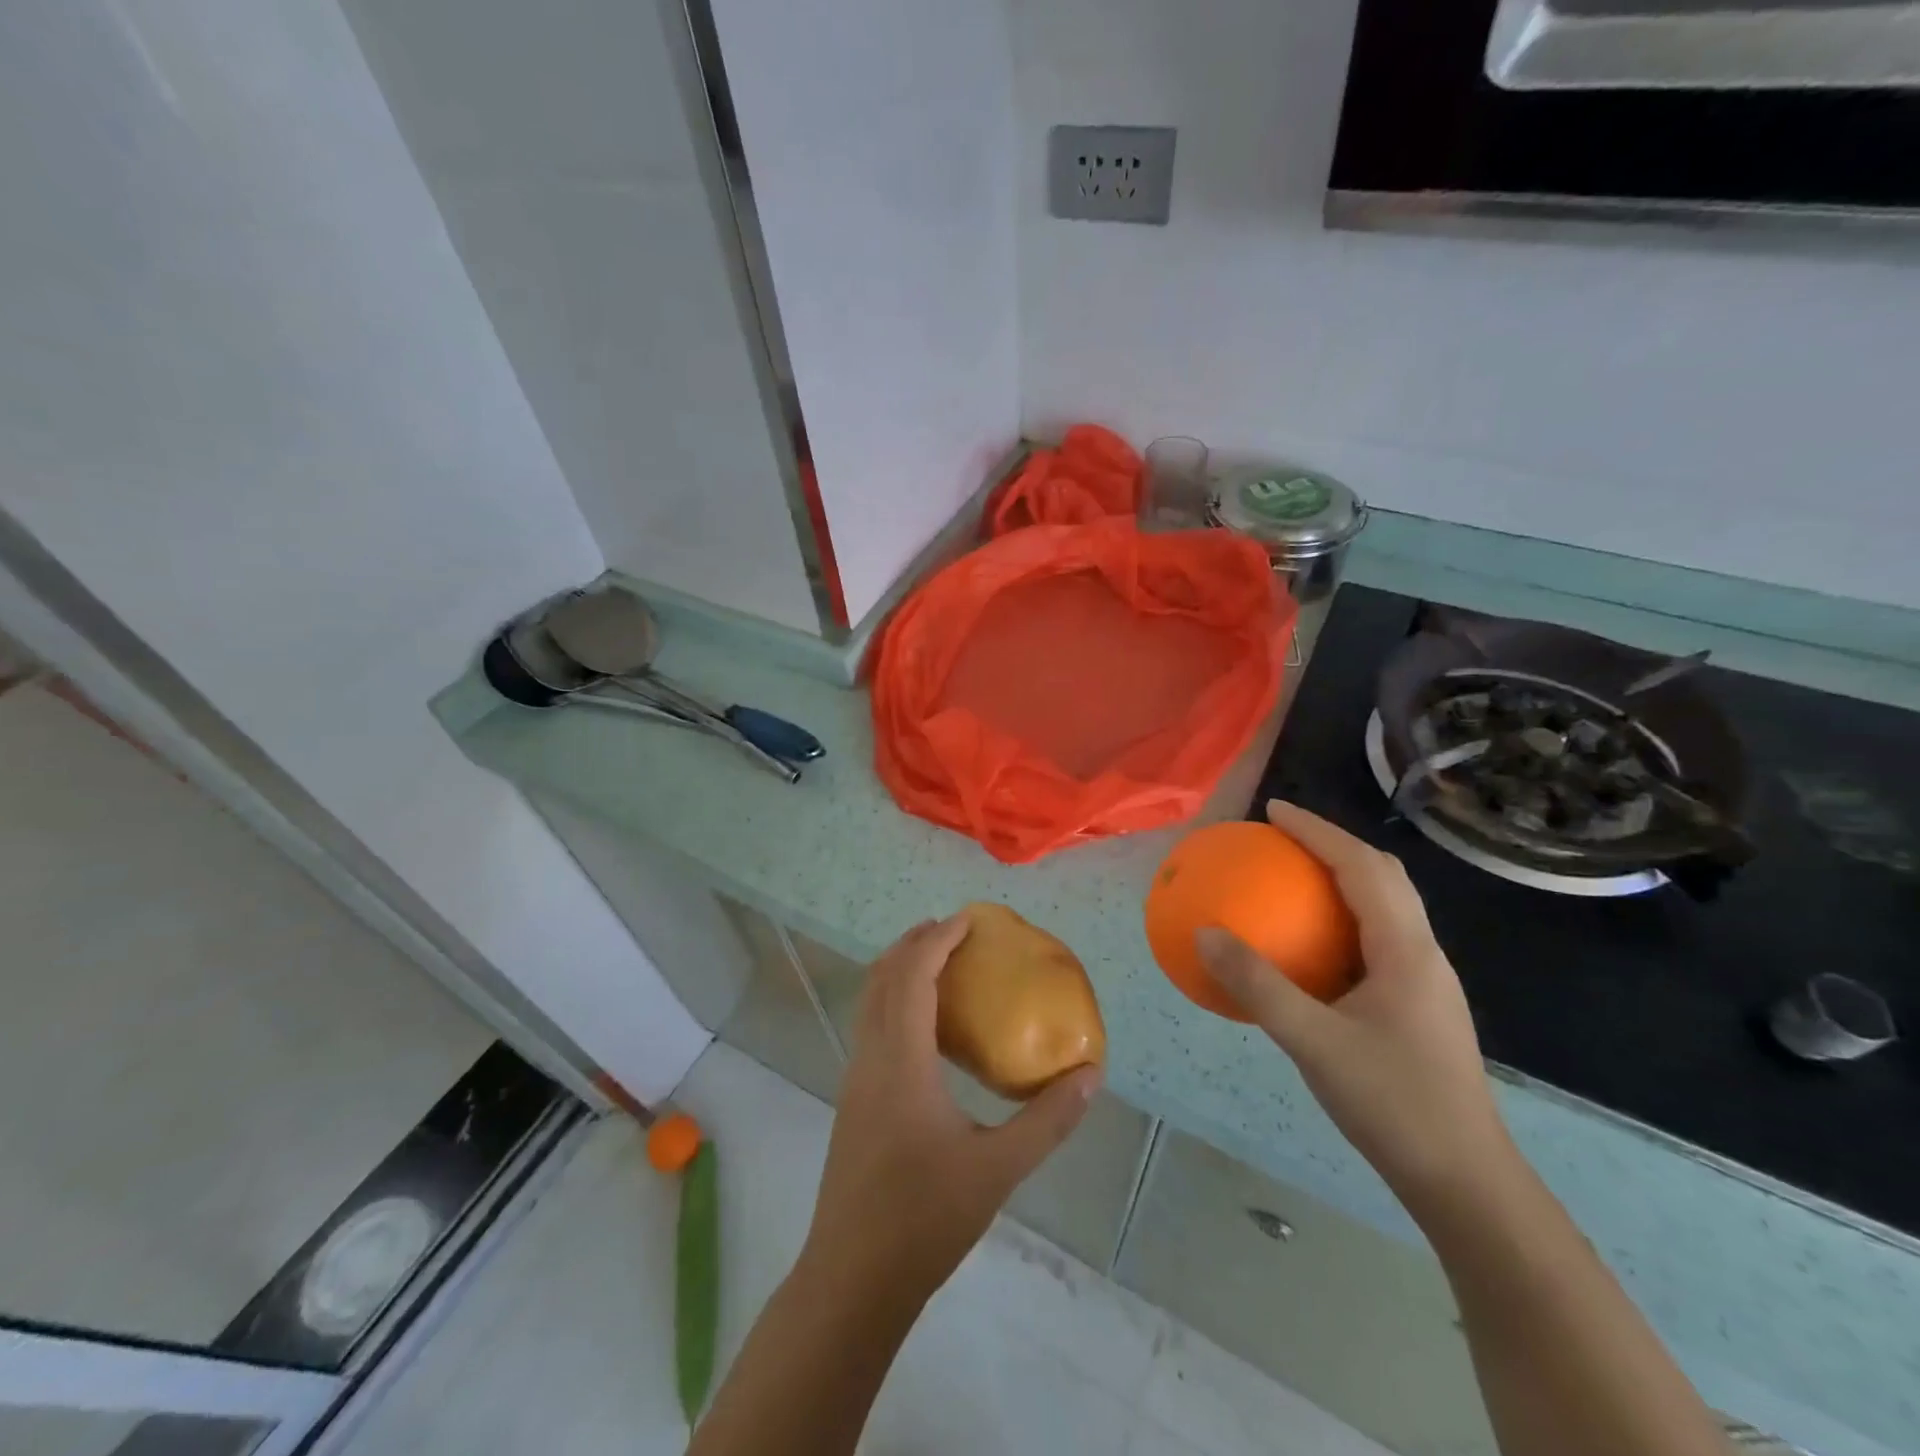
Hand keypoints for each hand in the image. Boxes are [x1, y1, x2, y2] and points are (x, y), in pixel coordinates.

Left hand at [801, 917, 1100, 1304]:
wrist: (851, 1279)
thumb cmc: (924, 1219)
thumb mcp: (998, 1170)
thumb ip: (1047, 1120)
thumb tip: (1089, 1074)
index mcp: (900, 1061)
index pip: (912, 975)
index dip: (937, 939)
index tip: (969, 920)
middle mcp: (870, 1057)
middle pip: (883, 977)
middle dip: (914, 943)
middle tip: (956, 931)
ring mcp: (855, 1078)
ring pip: (870, 1000)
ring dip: (900, 970)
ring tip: (940, 964)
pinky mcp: (854, 1099)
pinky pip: (871, 1026)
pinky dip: (893, 1000)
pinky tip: (925, 1027)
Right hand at [1197, 801, 1513, 1214]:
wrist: (1465, 1182)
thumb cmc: (1395, 1104)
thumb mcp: (1314, 1043)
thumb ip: (1258, 985)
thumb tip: (1205, 933)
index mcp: (1406, 950)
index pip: (1363, 866)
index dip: (1318, 831)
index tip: (1273, 811)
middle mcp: (1422, 954)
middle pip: (1383, 876)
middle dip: (1333, 845)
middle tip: (1281, 838)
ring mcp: (1424, 982)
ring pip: (1385, 908)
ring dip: (1342, 879)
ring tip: (1292, 878)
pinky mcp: (1417, 1007)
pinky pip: (1375, 940)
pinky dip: (1341, 920)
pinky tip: (1309, 948)